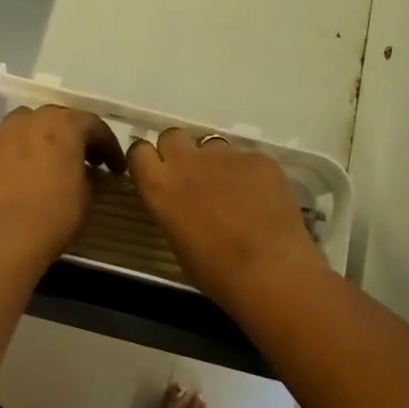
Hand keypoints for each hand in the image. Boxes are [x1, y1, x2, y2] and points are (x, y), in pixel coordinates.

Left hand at [0, 106, 124, 266]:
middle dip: (76, 136)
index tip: (116, 167)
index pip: (94, 125)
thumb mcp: (87, 196)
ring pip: (30, 125)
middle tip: (88, 159)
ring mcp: (5, 135)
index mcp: (64, 124)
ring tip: (54, 161)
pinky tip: (28, 174)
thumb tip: (87, 172)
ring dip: (45, 138)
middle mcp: (33, 120)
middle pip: (59, 119)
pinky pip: (11, 145)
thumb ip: (90, 176)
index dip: (109, 146)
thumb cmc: (55, 213)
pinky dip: (23, 153)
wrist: (2, 236)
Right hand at [127, 129, 322, 301]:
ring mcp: (225, 154)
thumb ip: (172, 207)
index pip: (139, 151)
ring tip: (234, 192)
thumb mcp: (177, 240)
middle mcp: (187, 160)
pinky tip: (262, 199)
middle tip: (193, 176)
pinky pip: (247, 160)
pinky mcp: (257, 158)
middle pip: (173, 136)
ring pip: (213, 146)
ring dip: (216, 164)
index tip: (156, 172)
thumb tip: (181, 201)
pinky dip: (250, 174)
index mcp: (160, 185)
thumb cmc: (215, 271)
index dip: (148, 159)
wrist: (269, 271)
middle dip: (179, 151)